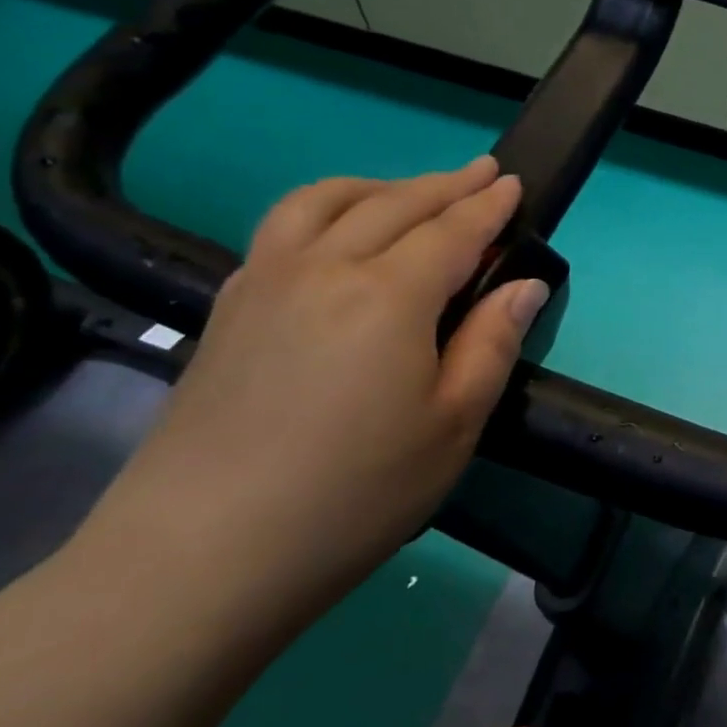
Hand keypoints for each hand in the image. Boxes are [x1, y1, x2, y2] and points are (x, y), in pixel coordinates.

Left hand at [75, 157, 548, 632]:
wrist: (201, 554)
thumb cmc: (355, 493)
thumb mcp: (454, 424)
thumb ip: (492, 342)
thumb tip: (525, 285)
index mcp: (389, 296)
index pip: (452, 231)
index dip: (488, 206)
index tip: (514, 183)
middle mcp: (325, 268)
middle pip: (395, 205)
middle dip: (445, 184)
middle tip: (482, 171)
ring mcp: (265, 283)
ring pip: (325, 201)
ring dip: (380, 186)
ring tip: (411, 191)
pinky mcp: (228, 309)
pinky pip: (281, 228)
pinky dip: (325, 208)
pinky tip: (337, 233)